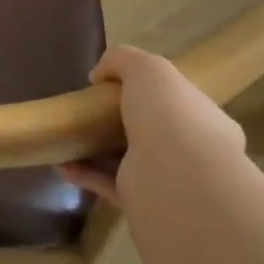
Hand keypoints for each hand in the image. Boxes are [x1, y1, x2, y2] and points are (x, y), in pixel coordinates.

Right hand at [57, 45, 244, 207]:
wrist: (174, 179)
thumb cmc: (170, 115)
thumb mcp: (147, 68)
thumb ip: (122, 60)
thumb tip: (99, 75)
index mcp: (201, 118)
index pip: (175, 101)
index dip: (147, 91)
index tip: (113, 85)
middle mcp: (188, 150)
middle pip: (148, 131)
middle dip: (117, 120)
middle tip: (88, 109)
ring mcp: (165, 179)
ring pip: (126, 159)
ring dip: (96, 149)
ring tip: (66, 135)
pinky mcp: (140, 203)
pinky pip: (107, 184)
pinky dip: (84, 173)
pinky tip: (62, 163)